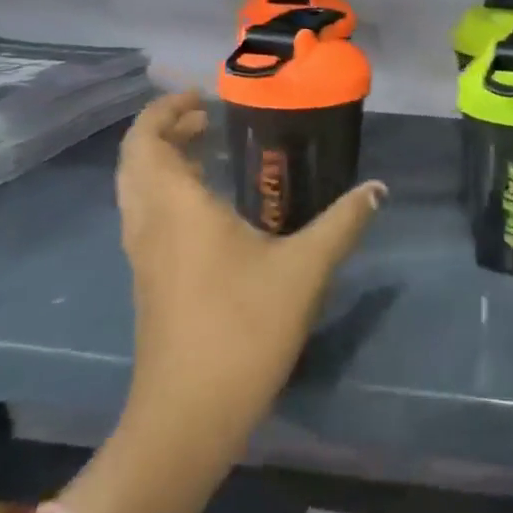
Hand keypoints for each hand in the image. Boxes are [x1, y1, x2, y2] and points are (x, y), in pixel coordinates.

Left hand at [113, 91, 385, 465]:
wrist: (189, 416)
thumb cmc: (243, 329)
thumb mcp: (305, 269)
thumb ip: (343, 222)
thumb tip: (377, 188)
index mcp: (177, 209)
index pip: (146, 141)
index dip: (164, 110)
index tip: (201, 96)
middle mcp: (150, 225)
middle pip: (135, 162)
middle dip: (164, 131)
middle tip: (206, 118)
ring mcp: (144, 257)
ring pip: (137, 191)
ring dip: (161, 161)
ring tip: (205, 149)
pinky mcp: (150, 283)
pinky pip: (147, 216)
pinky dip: (166, 191)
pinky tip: (208, 206)